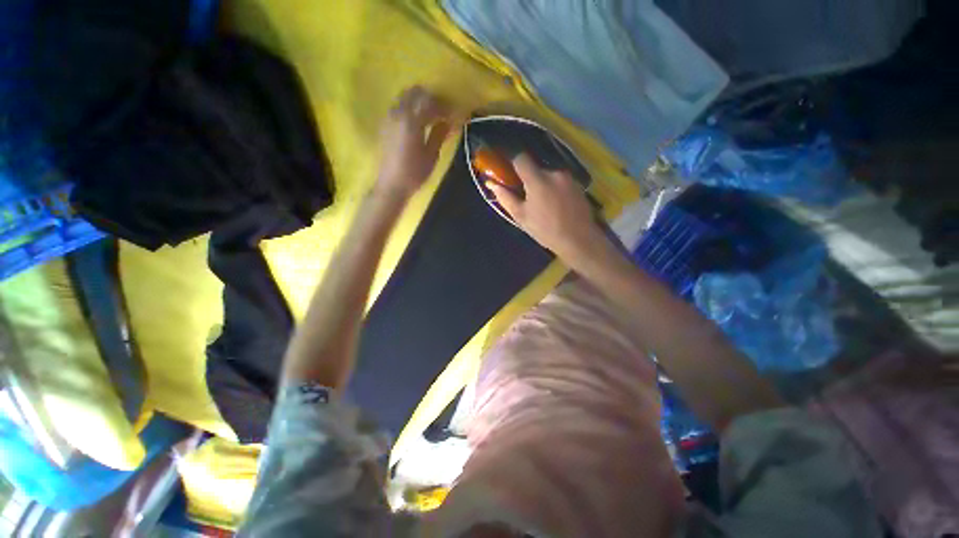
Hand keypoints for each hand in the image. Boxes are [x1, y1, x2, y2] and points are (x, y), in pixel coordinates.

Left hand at [376, 86, 454, 199]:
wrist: (391, 184)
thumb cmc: (414, 173)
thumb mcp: (432, 155)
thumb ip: (439, 134)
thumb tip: (449, 121)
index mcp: (411, 120)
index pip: (430, 102)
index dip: (444, 106)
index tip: (454, 114)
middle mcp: (398, 113)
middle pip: (415, 93)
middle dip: (431, 99)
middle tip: (443, 112)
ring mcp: (389, 117)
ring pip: (405, 97)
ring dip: (420, 101)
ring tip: (432, 116)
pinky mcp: (385, 124)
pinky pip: (399, 106)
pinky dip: (410, 108)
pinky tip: (418, 122)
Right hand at [486, 153, 606, 263]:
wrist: (578, 239)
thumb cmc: (545, 230)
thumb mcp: (521, 216)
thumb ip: (505, 198)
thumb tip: (492, 184)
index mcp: (537, 180)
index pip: (521, 158)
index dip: (513, 162)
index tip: (509, 172)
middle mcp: (554, 172)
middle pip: (536, 168)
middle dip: (530, 179)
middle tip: (528, 197)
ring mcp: (568, 177)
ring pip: (549, 174)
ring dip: (543, 184)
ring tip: (544, 204)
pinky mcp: (578, 184)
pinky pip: (561, 180)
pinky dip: (555, 188)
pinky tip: (557, 204)